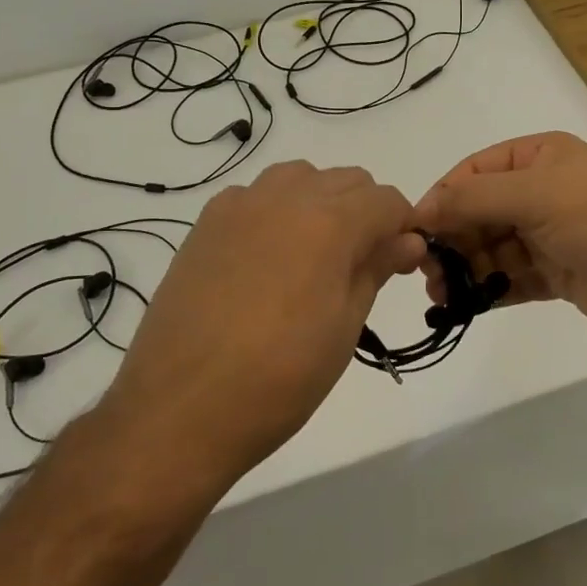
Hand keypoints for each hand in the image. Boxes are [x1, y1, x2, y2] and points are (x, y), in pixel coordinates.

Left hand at [95, 162, 424, 495]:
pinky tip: (267, 257)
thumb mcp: (344, 327)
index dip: (403, 227)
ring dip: (321, 202)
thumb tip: (407, 240)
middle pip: (347, 180)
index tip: (400, 262)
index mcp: (330, 222)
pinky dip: (275, 210)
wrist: (179, 408)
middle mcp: (287, 196)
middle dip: (366, 212)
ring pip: (300, 177)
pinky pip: (256, 195)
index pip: (387, 200)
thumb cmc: (279, 377)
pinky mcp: (207, 222)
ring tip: (314, 256)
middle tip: (360, 265)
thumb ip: (376, 269)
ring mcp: (241, 205)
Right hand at [412, 131, 586, 347]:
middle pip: (480, 211)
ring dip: (466, 268)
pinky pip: (512, 277)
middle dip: (452, 238)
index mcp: (539, 157)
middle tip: (426, 270)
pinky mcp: (557, 272)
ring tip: (441, 294)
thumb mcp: (536, 194)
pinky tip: (466, 305)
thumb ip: (473, 199)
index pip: (475, 171)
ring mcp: (550, 234)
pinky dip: (489, 289)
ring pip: (493, 247)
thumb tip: (420, 209)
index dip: (443, 197)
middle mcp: (542, 191)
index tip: (415, 230)